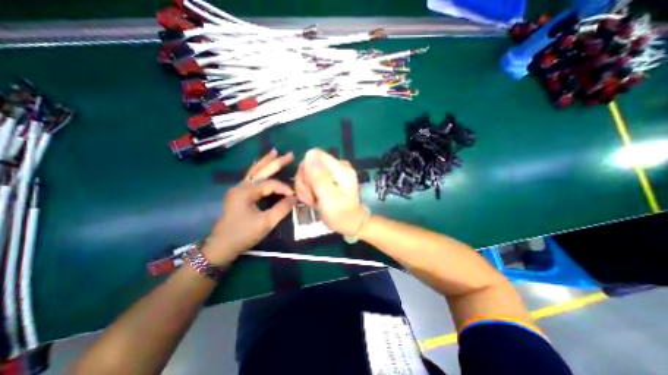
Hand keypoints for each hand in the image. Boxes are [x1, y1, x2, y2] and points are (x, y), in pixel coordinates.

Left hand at [204, 149, 294, 264]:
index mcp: (246, 191)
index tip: (295, 196)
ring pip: (254, 171)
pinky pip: (251, 178)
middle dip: (276, 162)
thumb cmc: (242, 235)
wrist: (221, 247)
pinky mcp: (239, 194)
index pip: (270, 184)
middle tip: (290, 154)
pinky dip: (259, 170)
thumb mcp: (265, 223)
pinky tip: (262, 166)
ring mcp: (238, 189)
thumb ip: (282, 209)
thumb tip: (295, 198)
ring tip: (275, 152)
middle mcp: (241, 186)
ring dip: (266, 162)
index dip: (284, 188)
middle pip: (261, 170)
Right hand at [293, 147, 364, 233]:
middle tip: (313, 198)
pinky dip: (308, 191)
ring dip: (306, 189)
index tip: (311, 188)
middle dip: (306, 183)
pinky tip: (314, 200)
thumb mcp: (329, 199)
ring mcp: (331, 171)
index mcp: (341, 168)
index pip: (314, 155)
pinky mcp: (326, 177)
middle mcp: (336, 166)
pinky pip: (309, 179)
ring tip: (315, 201)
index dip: (307, 171)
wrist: (349, 224)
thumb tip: (309, 154)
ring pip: (306, 173)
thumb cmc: (341, 215)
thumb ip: (319, 177)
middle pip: (308, 164)